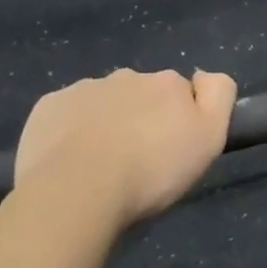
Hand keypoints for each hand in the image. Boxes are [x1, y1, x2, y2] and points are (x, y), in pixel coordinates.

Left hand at [14, 68, 237, 227]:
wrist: (78, 191)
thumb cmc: (151, 170)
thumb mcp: (209, 138)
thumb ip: (219, 96)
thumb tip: (203, 76)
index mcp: (166, 82)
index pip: (180, 93)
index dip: (179, 119)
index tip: (171, 149)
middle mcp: (127, 76)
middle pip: (140, 95)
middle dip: (140, 118)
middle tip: (136, 161)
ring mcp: (83, 89)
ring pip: (102, 103)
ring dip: (105, 123)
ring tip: (99, 166)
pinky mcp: (48, 107)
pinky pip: (65, 115)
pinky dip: (69, 131)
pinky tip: (68, 161)